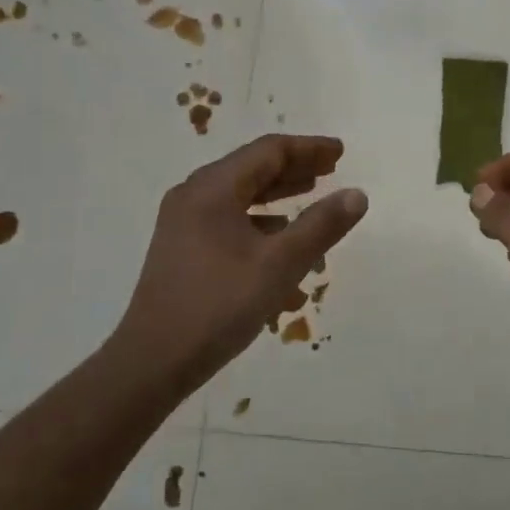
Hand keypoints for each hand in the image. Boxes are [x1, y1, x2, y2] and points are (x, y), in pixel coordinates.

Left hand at [119, 134, 368, 381]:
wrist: (152, 362)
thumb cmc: (218, 306)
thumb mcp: (279, 265)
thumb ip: (321, 226)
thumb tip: (357, 194)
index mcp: (212, 188)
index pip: (268, 151)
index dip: (308, 148)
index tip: (340, 152)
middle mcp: (193, 195)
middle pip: (251, 168)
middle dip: (294, 168)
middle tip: (332, 169)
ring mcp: (182, 223)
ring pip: (239, 195)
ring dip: (277, 194)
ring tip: (312, 194)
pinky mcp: (181, 248)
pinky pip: (227, 221)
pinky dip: (258, 222)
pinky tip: (280, 241)